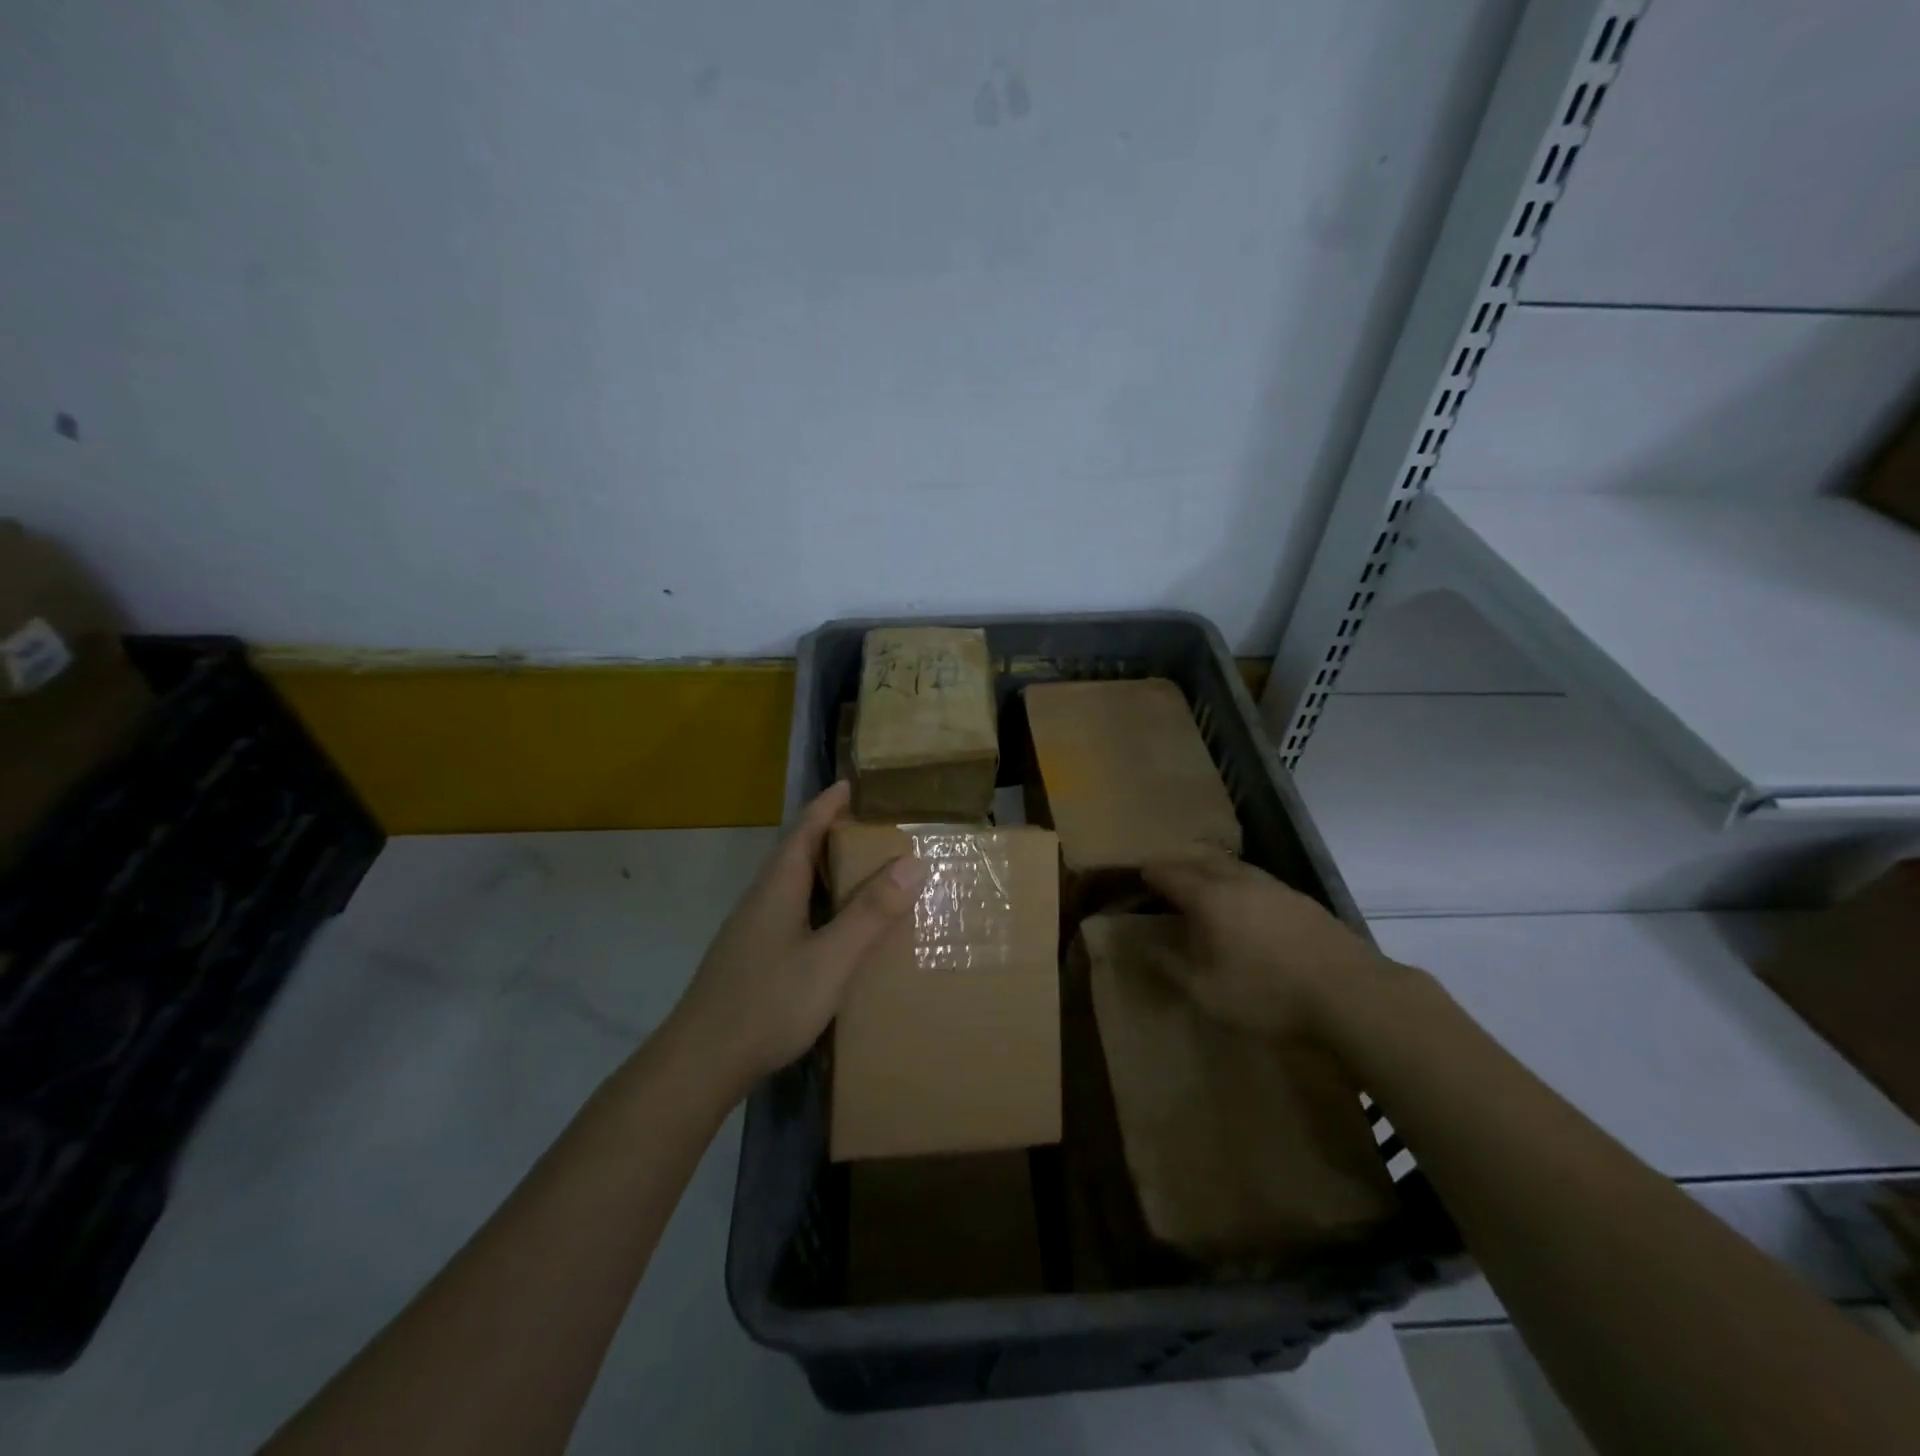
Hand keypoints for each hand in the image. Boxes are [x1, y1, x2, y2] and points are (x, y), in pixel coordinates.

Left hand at [666, 781, 926, 1091]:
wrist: (700, 1063)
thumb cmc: (768, 1003)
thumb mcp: (831, 959)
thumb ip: (870, 913)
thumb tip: (912, 862)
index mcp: (777, 888)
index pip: (803, 830)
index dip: (826, 805)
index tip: (849, 784)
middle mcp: (761, 900)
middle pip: (795, 853)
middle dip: (828, 834)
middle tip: (869, 828)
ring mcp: (751, 931)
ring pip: (791, 885)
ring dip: (822, 870)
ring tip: (858, 872)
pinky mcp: (750, 958)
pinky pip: (789, 912)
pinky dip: (816, 903)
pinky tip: (831, 928)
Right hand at [1141, 854, 1395, 1039]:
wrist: (1352, 995)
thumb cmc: (1269, 995)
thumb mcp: (1206, 993)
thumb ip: (1169, 966)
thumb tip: (1141, 945)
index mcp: (1210, 898)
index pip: (1170, 874)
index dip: (1151, 872)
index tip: (1138, 874)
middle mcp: (1239, 881)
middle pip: (1201, 859)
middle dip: (1179, 863)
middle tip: (1165, 874)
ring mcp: (1275, 887)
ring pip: (1233, 865)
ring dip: (1211, 869)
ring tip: (1202, 884)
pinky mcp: (1302, 900)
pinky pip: (1258, 879)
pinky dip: (1239, 882)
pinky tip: (1246, 903)